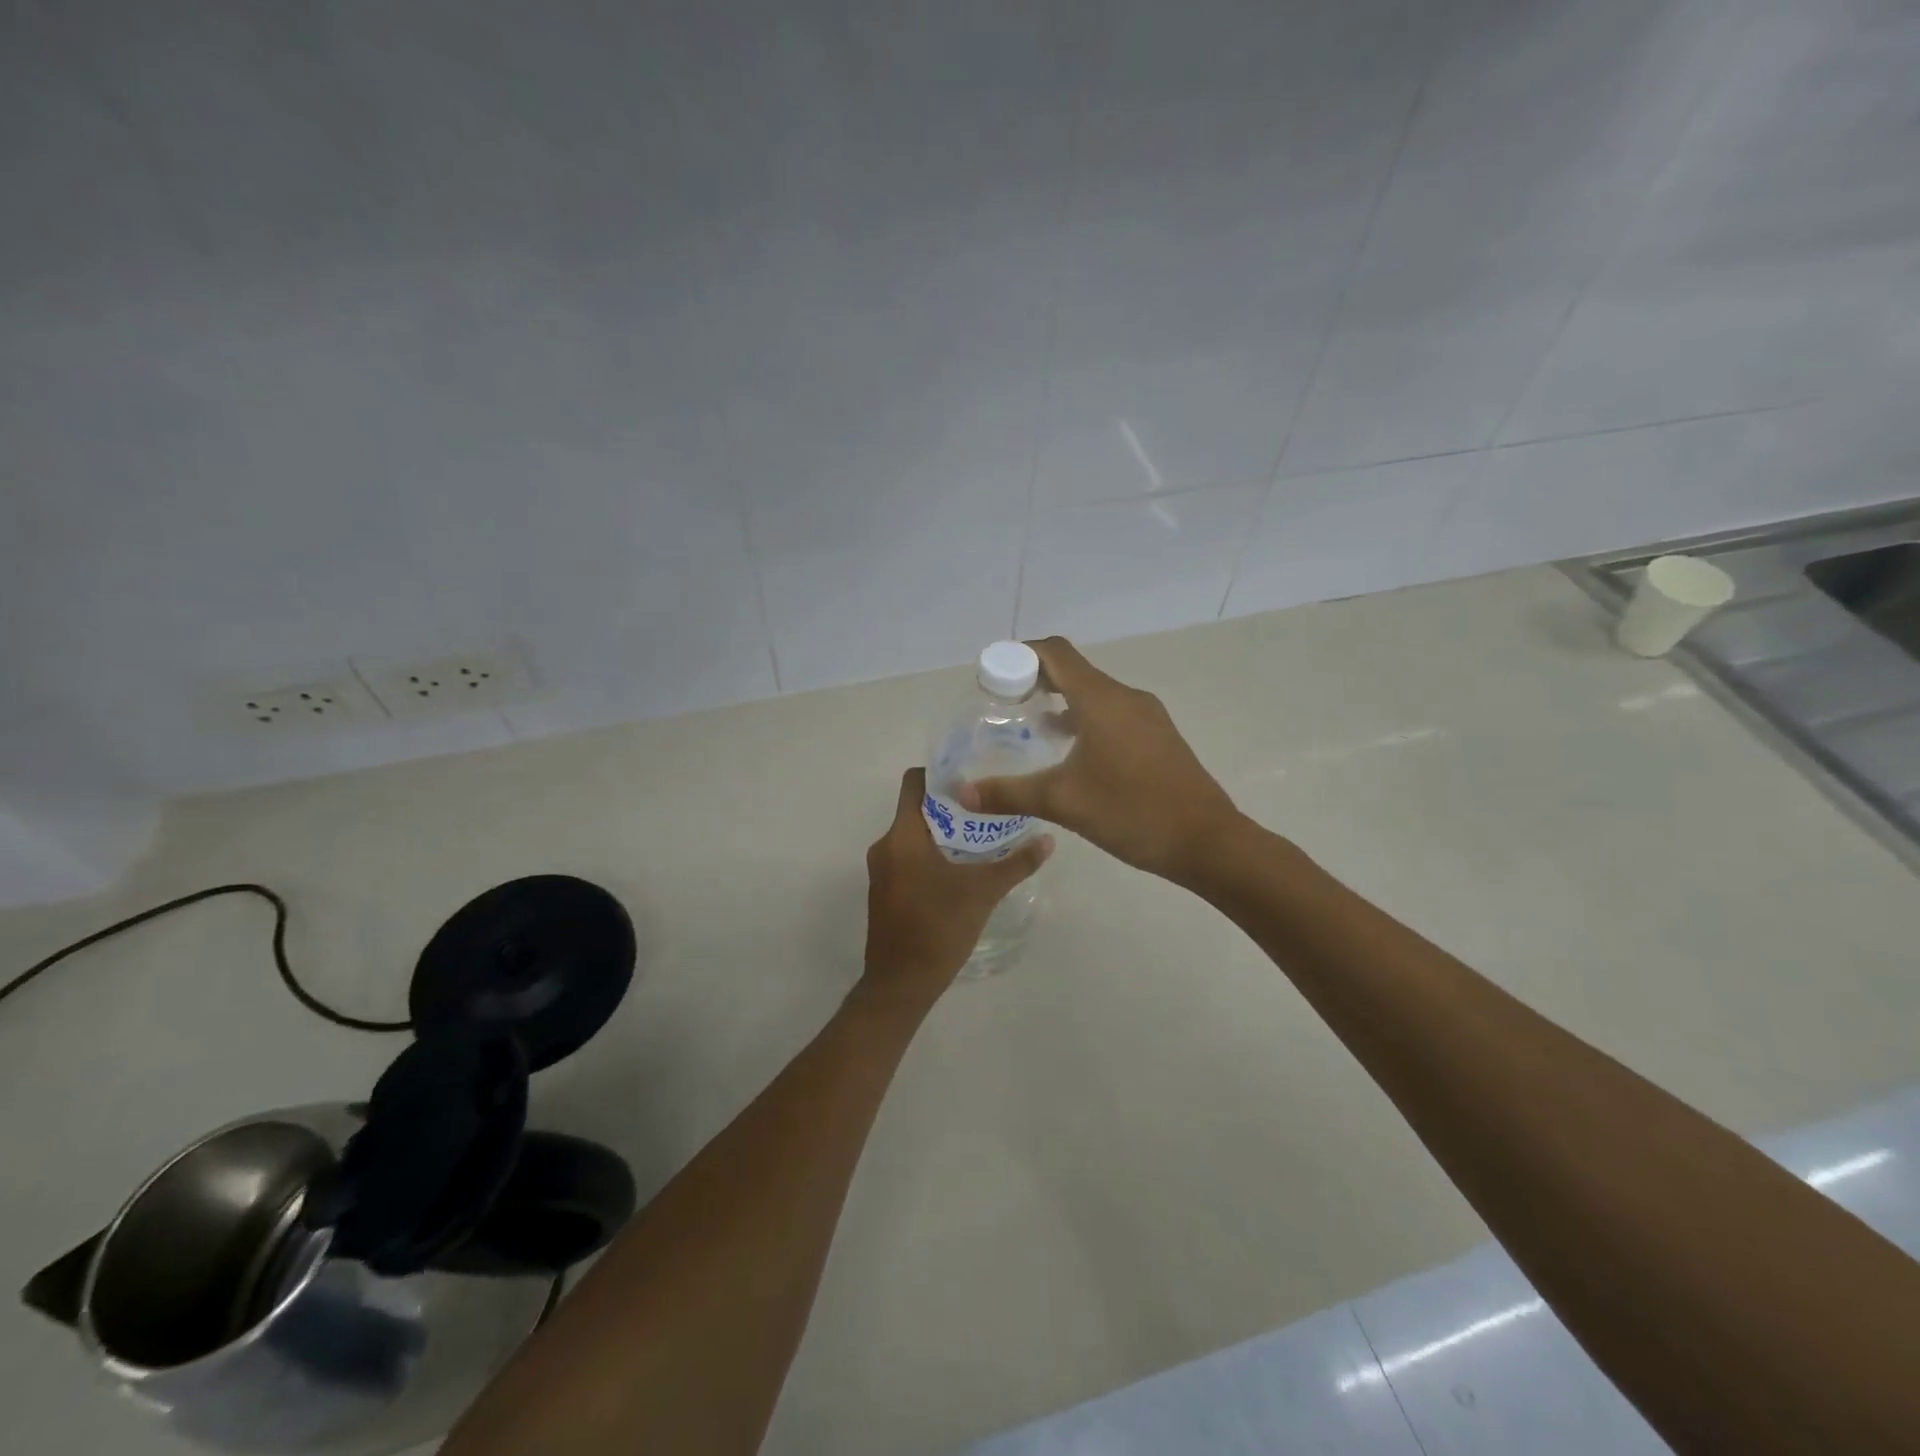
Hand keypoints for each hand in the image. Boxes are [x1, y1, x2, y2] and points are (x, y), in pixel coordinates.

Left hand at [859, 767, 1053, 1008]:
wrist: (901, 984)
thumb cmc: (938, 928)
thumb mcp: (983, 892)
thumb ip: (1016, 863)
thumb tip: (1048, 840)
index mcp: (902, 836)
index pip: (914, 783)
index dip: (939, 773)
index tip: (971, 777)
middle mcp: (885, 846)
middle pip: (917, 809)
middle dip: (951, 806)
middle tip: (988, 807)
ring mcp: (882, 871)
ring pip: (913, 836)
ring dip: (943, 833)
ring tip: (980, 836)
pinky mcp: (885, 891)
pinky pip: (908, 858)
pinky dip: (931, 855)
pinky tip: (961, 868)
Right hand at [958, 637, 1240, 886]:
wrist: (1207, 842)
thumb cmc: (1131, 812)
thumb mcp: (1062, 802)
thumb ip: (1008, 794)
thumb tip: (960, 793)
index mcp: (1101, 700)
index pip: (1055, 653)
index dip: (1020, 655)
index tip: (992, 675)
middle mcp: (1125, 697)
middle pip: (1073, 671)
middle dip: (1035, 680)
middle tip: (1003, 705)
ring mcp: (1147, 716)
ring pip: (1094, 694)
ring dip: (1061, 702)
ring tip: (1029, 728)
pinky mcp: (1158, 737)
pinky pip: (1113, 714)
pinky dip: (1084, 719)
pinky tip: (1070, 753)